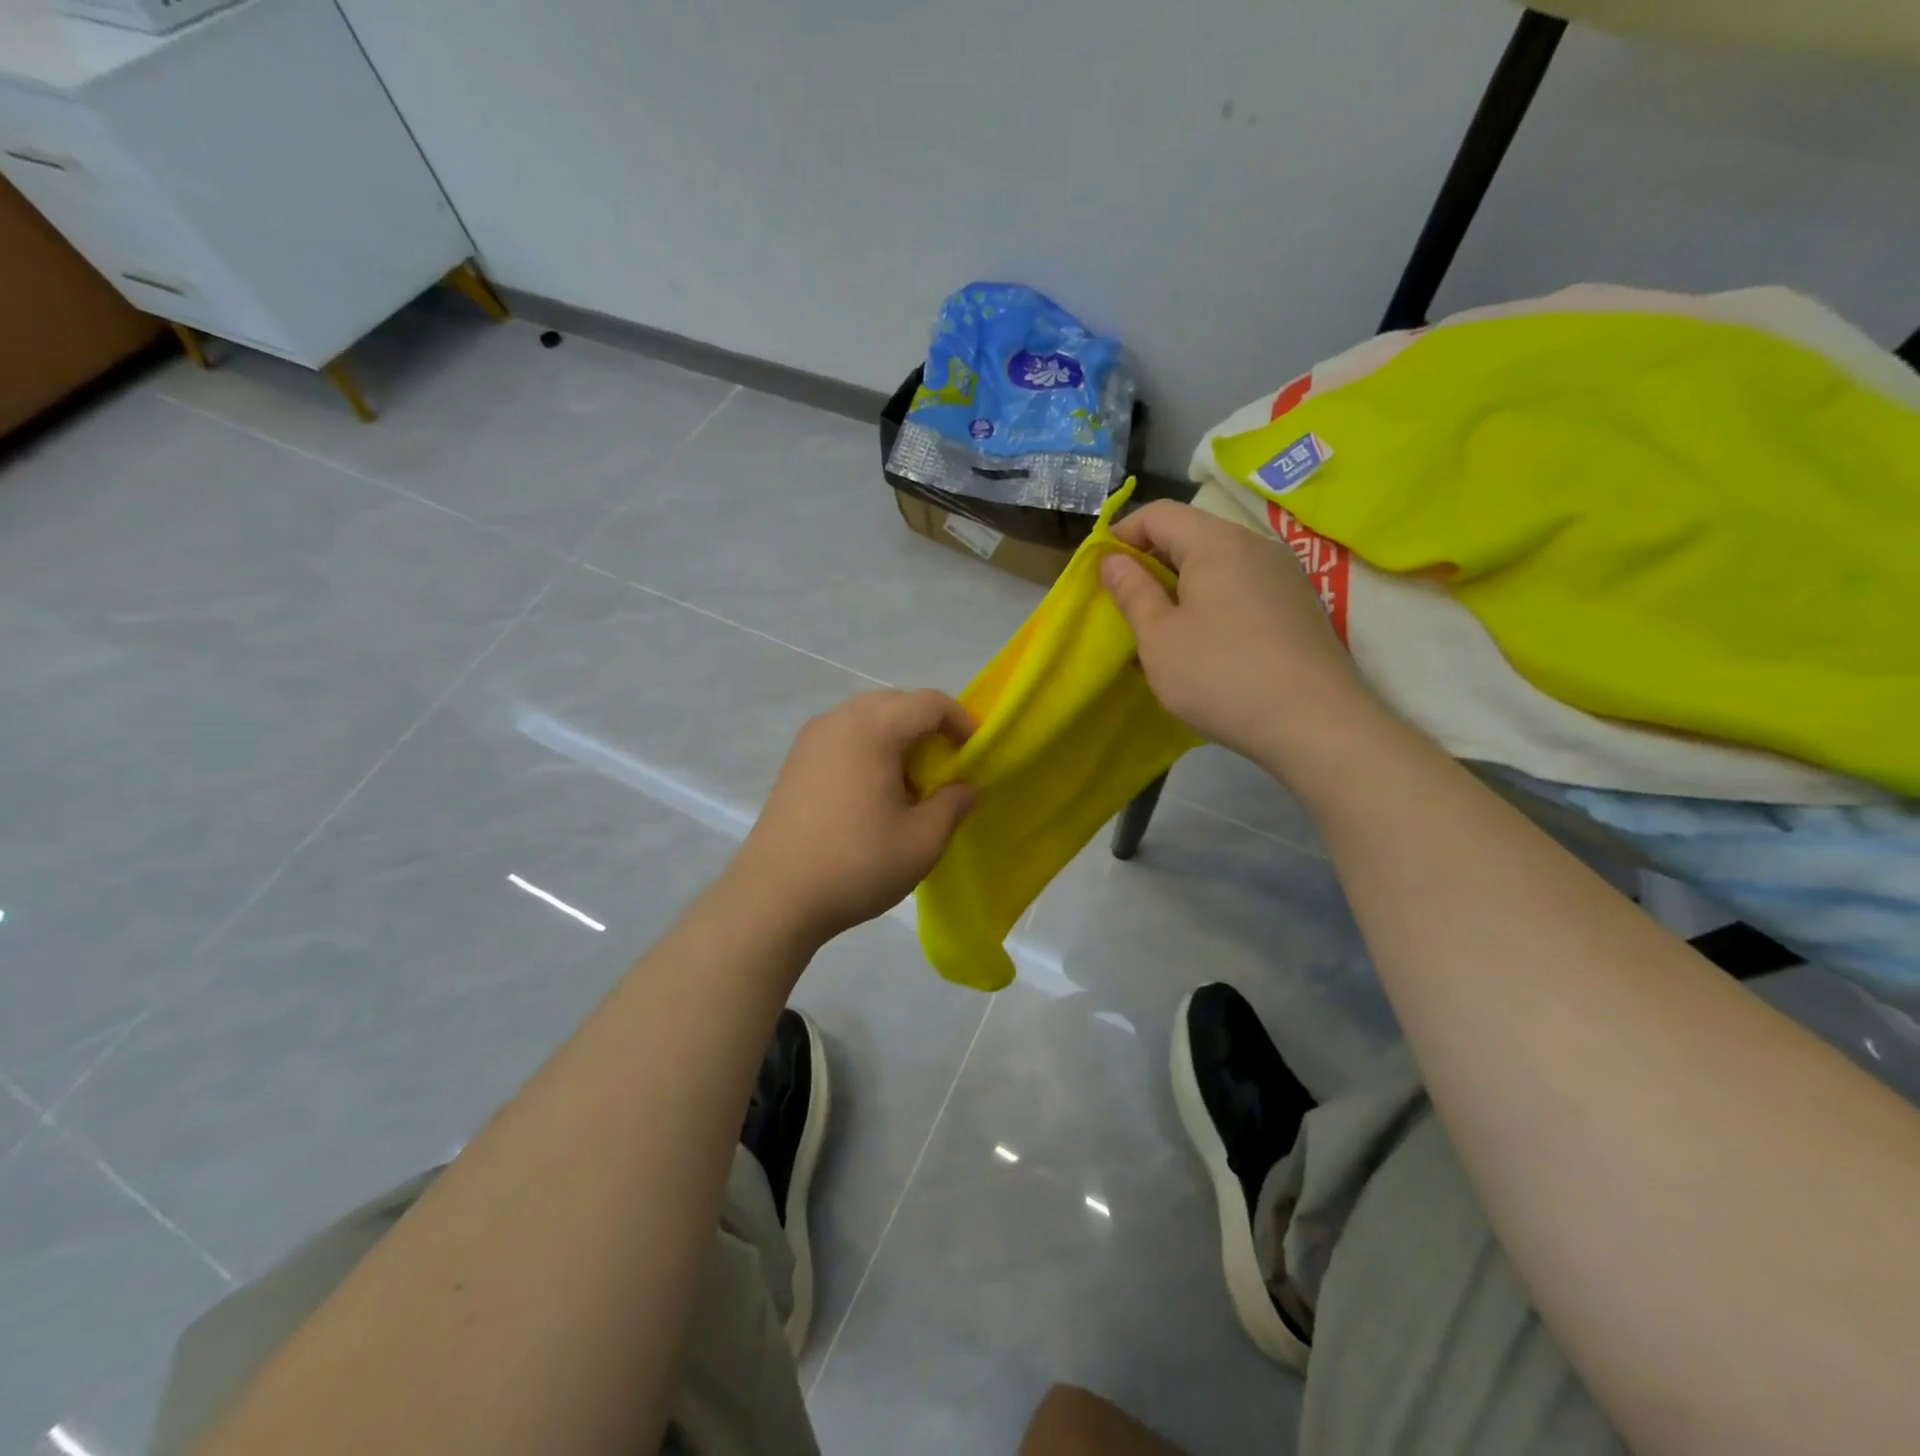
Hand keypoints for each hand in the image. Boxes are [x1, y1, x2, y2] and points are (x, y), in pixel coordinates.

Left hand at [734, 690, 975, 945]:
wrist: (774, 897)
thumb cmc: (856, 864)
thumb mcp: (922, 841)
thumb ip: (952, 805)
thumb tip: (964, 788)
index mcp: (873, 728)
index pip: (930, 703)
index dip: (962, 722)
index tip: (976, 754)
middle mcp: (839, 720)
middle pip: (897, 703)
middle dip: (929, 728)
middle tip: (947, 768)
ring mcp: (811, 738)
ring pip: (868, 718)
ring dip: (898, 738)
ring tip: (911, 782)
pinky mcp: (795, 761)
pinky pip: (844, 736)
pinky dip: (869, 749)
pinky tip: (873, 792)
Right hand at [1100, 501, 1379, 777]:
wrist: (1315, 724)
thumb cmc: (1221, 676)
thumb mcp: (1159, 637)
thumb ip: (1132, 591)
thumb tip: (1112, 560)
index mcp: (1217, 543)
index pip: (1159, 513)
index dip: (1122, 535)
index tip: (1101, 572)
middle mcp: (1256, 545)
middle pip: (1192, 535)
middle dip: (1152, 562)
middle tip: (1128, 605)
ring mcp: (1285, 574)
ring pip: (1219, 564)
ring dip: (1182, 586)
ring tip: (1164, 629)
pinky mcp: (1300, 605)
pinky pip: (1243, 587)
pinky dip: (1213, 602)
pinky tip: (1206, 644)